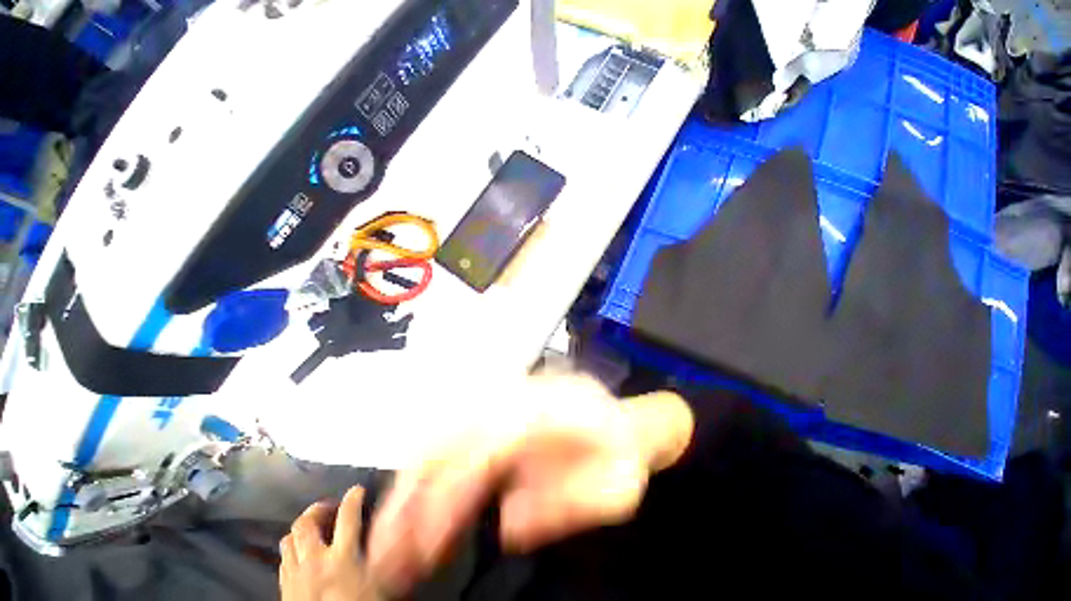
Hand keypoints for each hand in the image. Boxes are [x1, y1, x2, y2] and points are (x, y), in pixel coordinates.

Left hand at [280, 486, 383, 600]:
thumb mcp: (376, 583)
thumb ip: (383, 556)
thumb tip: (397, 535)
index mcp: (341, 558)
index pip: (347, 516)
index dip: (353, 498)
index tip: (358, 490)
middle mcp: (315, 561)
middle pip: (306, 523)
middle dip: (318, 509)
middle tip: (330, 508)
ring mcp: (296, 575)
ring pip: (289, 539)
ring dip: (302, 529)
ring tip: (314, 529)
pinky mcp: (285, 588)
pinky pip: (283, 559)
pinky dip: (293, 550)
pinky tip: (303, 555)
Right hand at [366, 374, 692, 596]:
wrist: (628, 422)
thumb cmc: (625, 454)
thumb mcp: (615, 488)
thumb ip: (566, 504)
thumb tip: (505, 523)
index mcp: (554, 408)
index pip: (490, 439)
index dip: (452, 486)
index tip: (423, 542)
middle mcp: (524, 395)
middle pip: (459, 427)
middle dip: (415, 484)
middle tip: (386, 542)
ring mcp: (512, 399)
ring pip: (450, 427)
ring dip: (414, 477)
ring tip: (390, 528)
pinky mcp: (503, 411)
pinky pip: (458, 432)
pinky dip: (430, 466)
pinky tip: (415, 498)